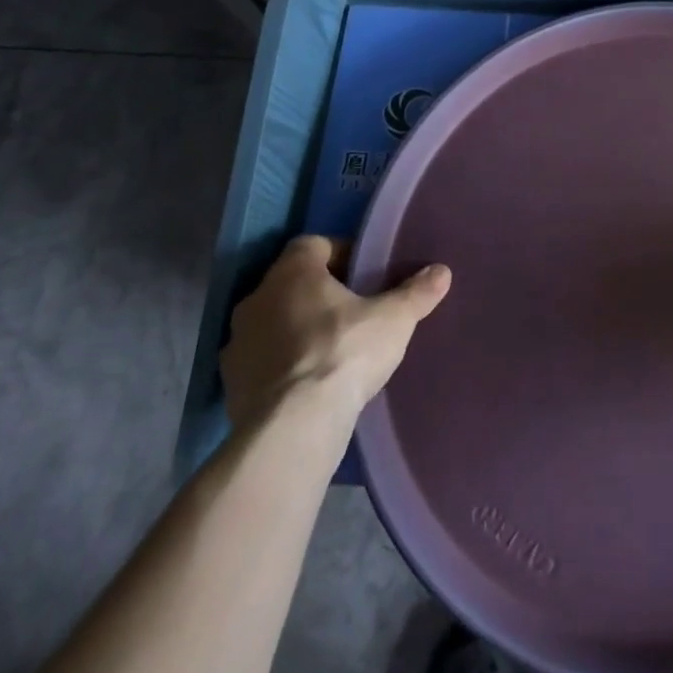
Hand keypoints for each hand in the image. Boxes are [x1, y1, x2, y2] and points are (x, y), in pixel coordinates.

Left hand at [220, 235, 451, 426]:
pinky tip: (309, 383)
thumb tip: (442, 271)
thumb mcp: (394, 319)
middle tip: (354, 309)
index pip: (314, 245)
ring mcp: (237, 343)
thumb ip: (417, 292)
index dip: (341, 253)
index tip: (365, 272)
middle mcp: (257, 298)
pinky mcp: (230, 385)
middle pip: (292, 283)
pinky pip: (262, 361)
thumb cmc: (344, 353)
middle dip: (320, 293)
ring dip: (297, 329)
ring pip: (273, 322)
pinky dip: (282, 365)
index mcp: (293, 272)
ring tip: (332, 349)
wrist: (292, 427)